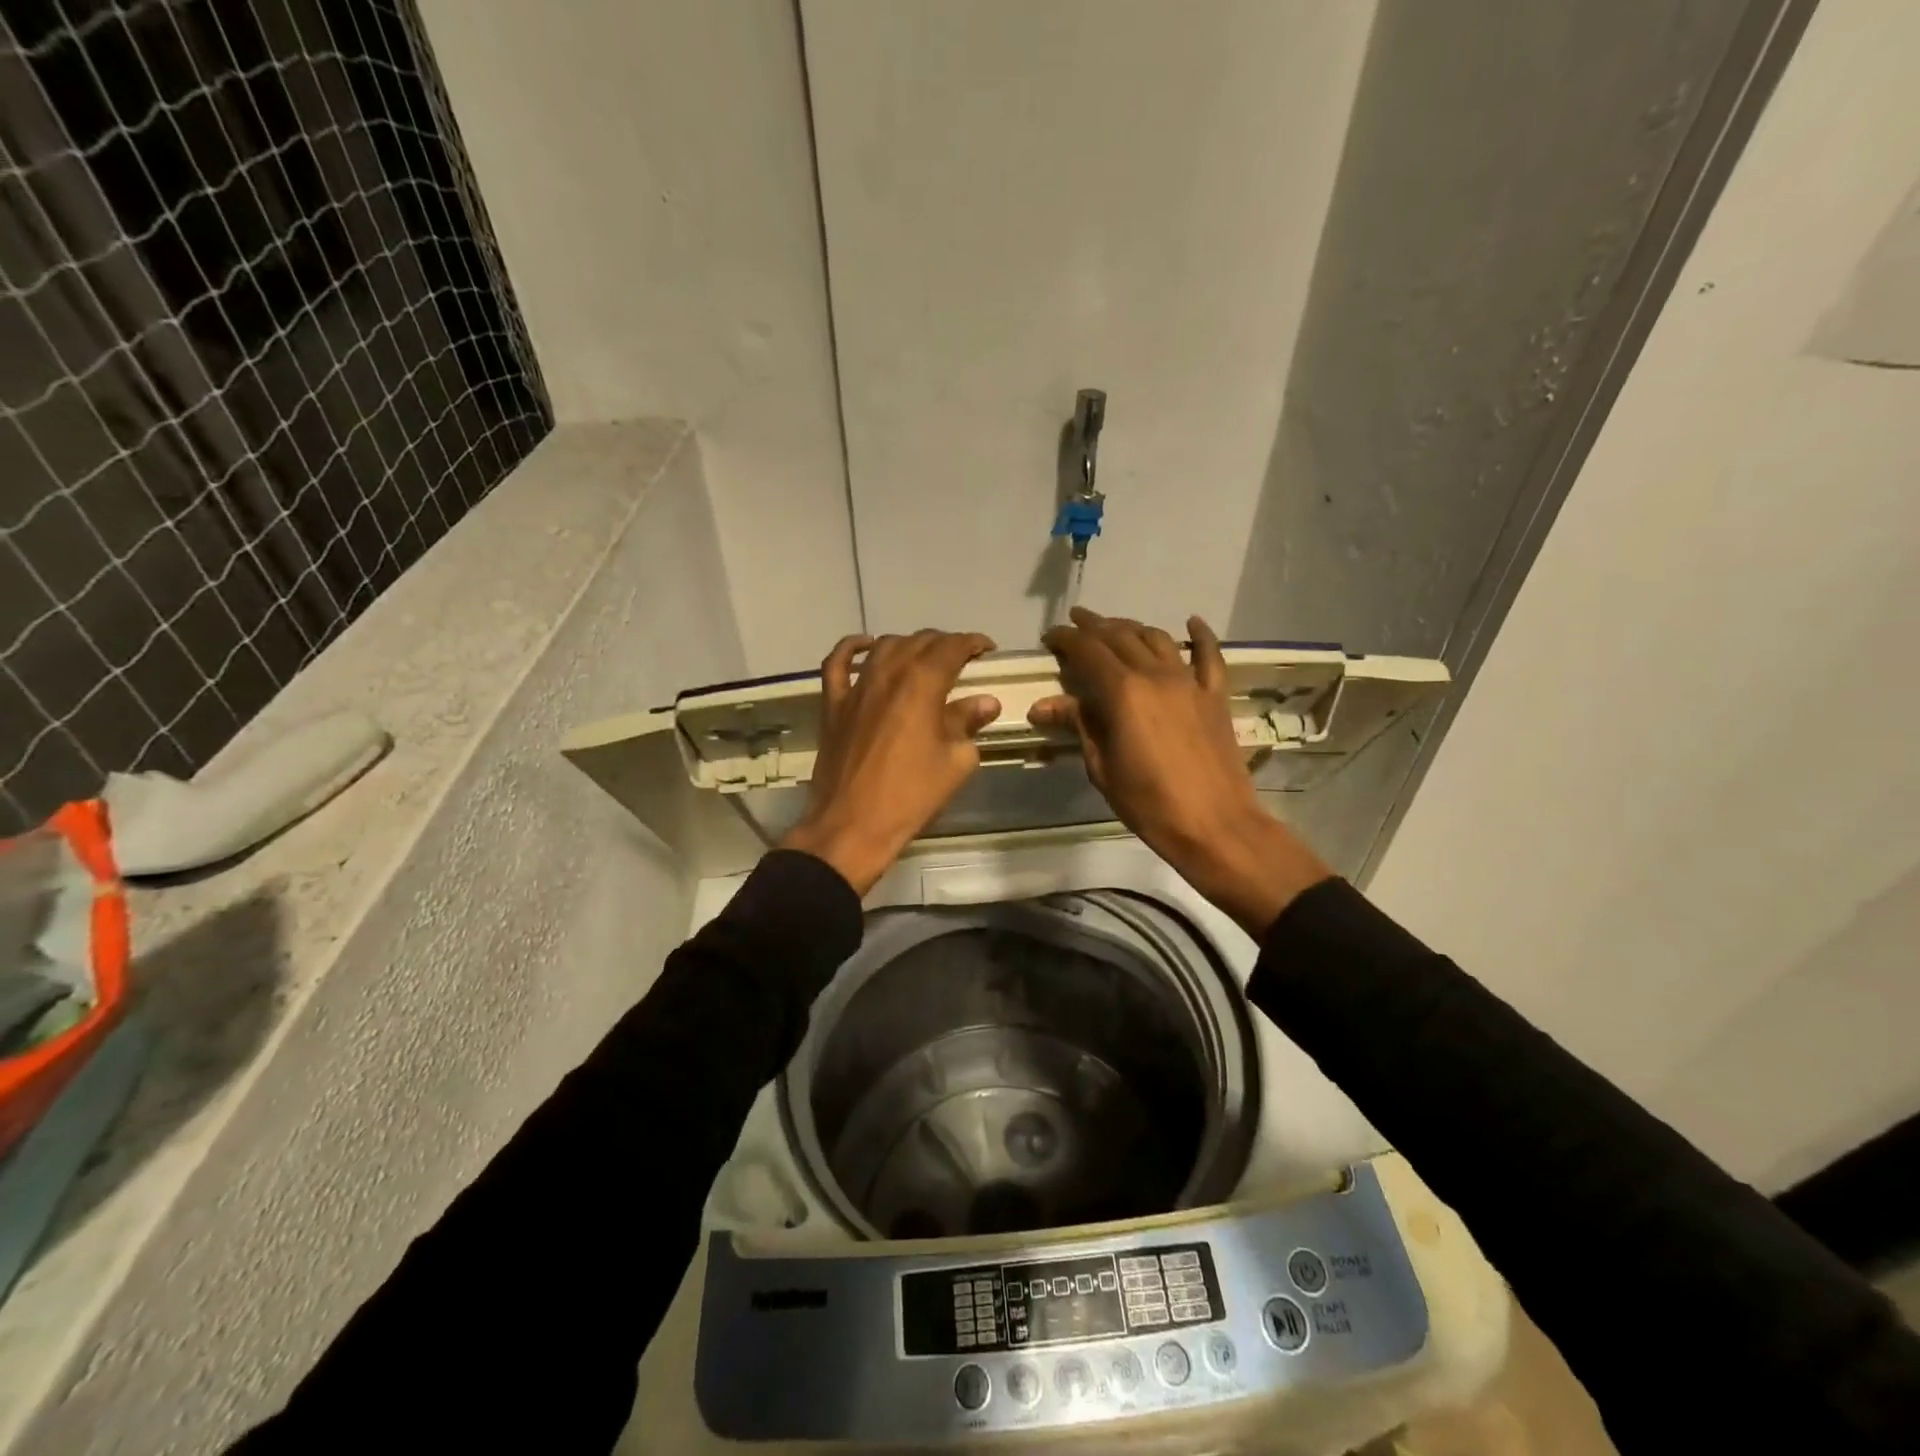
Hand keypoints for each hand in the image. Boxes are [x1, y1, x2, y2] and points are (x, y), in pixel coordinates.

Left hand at [782, 629, 1001, 893]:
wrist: (852, 826)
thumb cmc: (911, 795)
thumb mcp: (955, 762)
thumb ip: (968, 724)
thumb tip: (985, 703)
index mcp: (922, 684)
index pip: (951, 647)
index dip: (972, 642)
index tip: (987, 650)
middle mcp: (888, 674)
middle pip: (919, 642)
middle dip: (944, 644)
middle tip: (961, 659)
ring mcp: (856, 688)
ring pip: (884, 647)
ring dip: (908, 645)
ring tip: (924, 657)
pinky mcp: (833, 705)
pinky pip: (837, 664)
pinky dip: (852, 649)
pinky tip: (865, 645)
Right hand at [1031, 608, 1330, 936]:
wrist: (1214, 825)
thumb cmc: (1148, 803)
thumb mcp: (1102, 767)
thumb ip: (1079, 725)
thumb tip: (1043, 705)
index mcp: (1122, 692)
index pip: (1087, 651)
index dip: (1066, 640)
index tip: (1050, 638)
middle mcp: (1155, 675)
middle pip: (1121, 637)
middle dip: (1094, 625)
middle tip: (1076, 622)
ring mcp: (1190, 683)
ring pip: (1158, 639)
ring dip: (1133, 627)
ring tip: (1116, 627)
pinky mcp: (1215, 696)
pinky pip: (1210, 656)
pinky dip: (1201, 636)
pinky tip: (1192, 622)